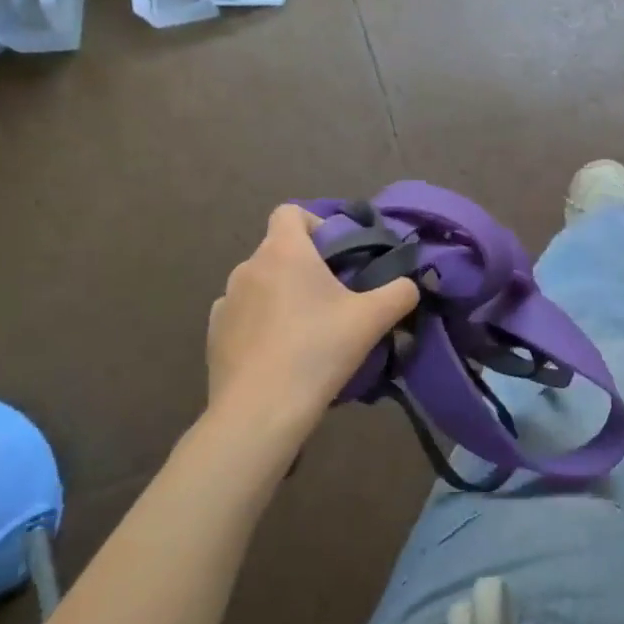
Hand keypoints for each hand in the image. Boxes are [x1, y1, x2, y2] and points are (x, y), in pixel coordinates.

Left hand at [205, 205, 418, 446]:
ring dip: (283, 295)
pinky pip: (244, 314)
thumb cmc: (318, 350)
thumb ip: (400, 292)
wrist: (260, 411)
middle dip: (307, 267)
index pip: (290, 212)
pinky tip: (281, 352)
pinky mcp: (214, 334)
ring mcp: (225, 301)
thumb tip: (409, 285)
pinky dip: (262, 323)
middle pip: (280, 251)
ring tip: (308, 330)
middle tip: (336, 299)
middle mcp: (247, 267)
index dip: (316, 225)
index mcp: (283, 252)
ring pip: (261, 284)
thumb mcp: (374, 319)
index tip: (338, 255)